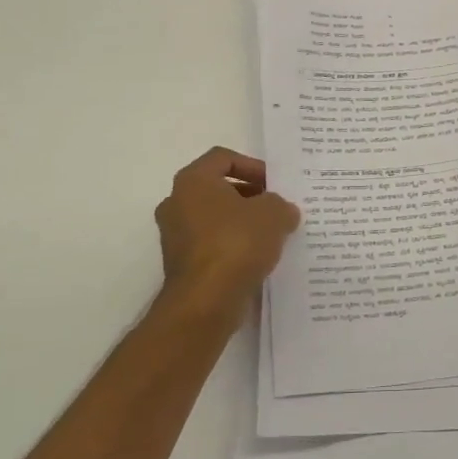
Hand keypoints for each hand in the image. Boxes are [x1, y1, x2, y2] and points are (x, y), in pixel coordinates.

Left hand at [154, 147, 299, 318]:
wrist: (206, 300)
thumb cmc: (236, 243)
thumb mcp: (274, 214)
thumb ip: (280, 205)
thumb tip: (282, 211)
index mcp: (193, 181)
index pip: (223, 158)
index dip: (253, 166)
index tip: (275, 184)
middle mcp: (176, 203)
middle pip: (218, 188)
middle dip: (250, 196)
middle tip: (277, 208)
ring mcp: (175, 235)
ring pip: (215, 218)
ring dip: (243, 222)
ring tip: (272, 235)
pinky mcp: (182, 263)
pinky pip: (212, 244)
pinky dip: (233, 245)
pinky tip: (257, 258)